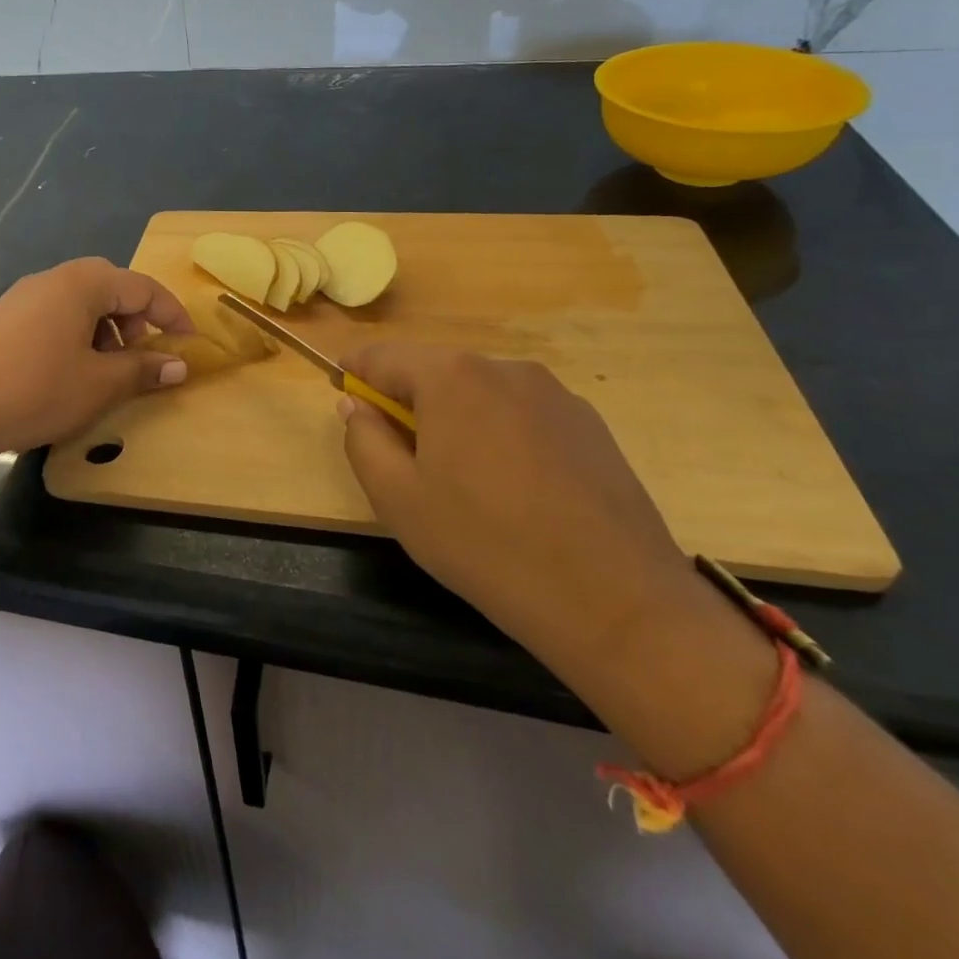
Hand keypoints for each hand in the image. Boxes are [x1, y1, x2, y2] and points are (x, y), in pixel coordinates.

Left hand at [0, 258, 194, 467]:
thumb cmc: (34, 391)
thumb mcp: (98, 385)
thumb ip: (142, 369)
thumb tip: (179, 365)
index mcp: (80, 284)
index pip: (140, 286)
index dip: (171, 313)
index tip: (190, 342)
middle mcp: (50, 279)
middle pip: (108, 286)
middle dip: (136, 317)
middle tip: (146, 352)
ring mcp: (20, 298)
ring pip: (78, 302)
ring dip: (105, 327)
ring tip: (108, 367)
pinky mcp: (0, 320)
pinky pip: (52, 316)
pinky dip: (75, 335)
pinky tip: (68, 371)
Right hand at [339, 344, 702, 682]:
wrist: (616, 601)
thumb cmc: (485, 544)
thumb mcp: (397, 498)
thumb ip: (363, 439)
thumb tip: (357, 405)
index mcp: (452, 377)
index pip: (383, 356)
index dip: (354, 372)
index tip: (341, 393)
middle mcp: (504, 368)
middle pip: (435, 371)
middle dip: (407, 401)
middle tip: (400, 455)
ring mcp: (555, 395)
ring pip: (480, 393)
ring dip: (455, 419)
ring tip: (462, 481)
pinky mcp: (589, 425)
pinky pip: (521, 415)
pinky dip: (500, 435)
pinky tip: (513, 490)